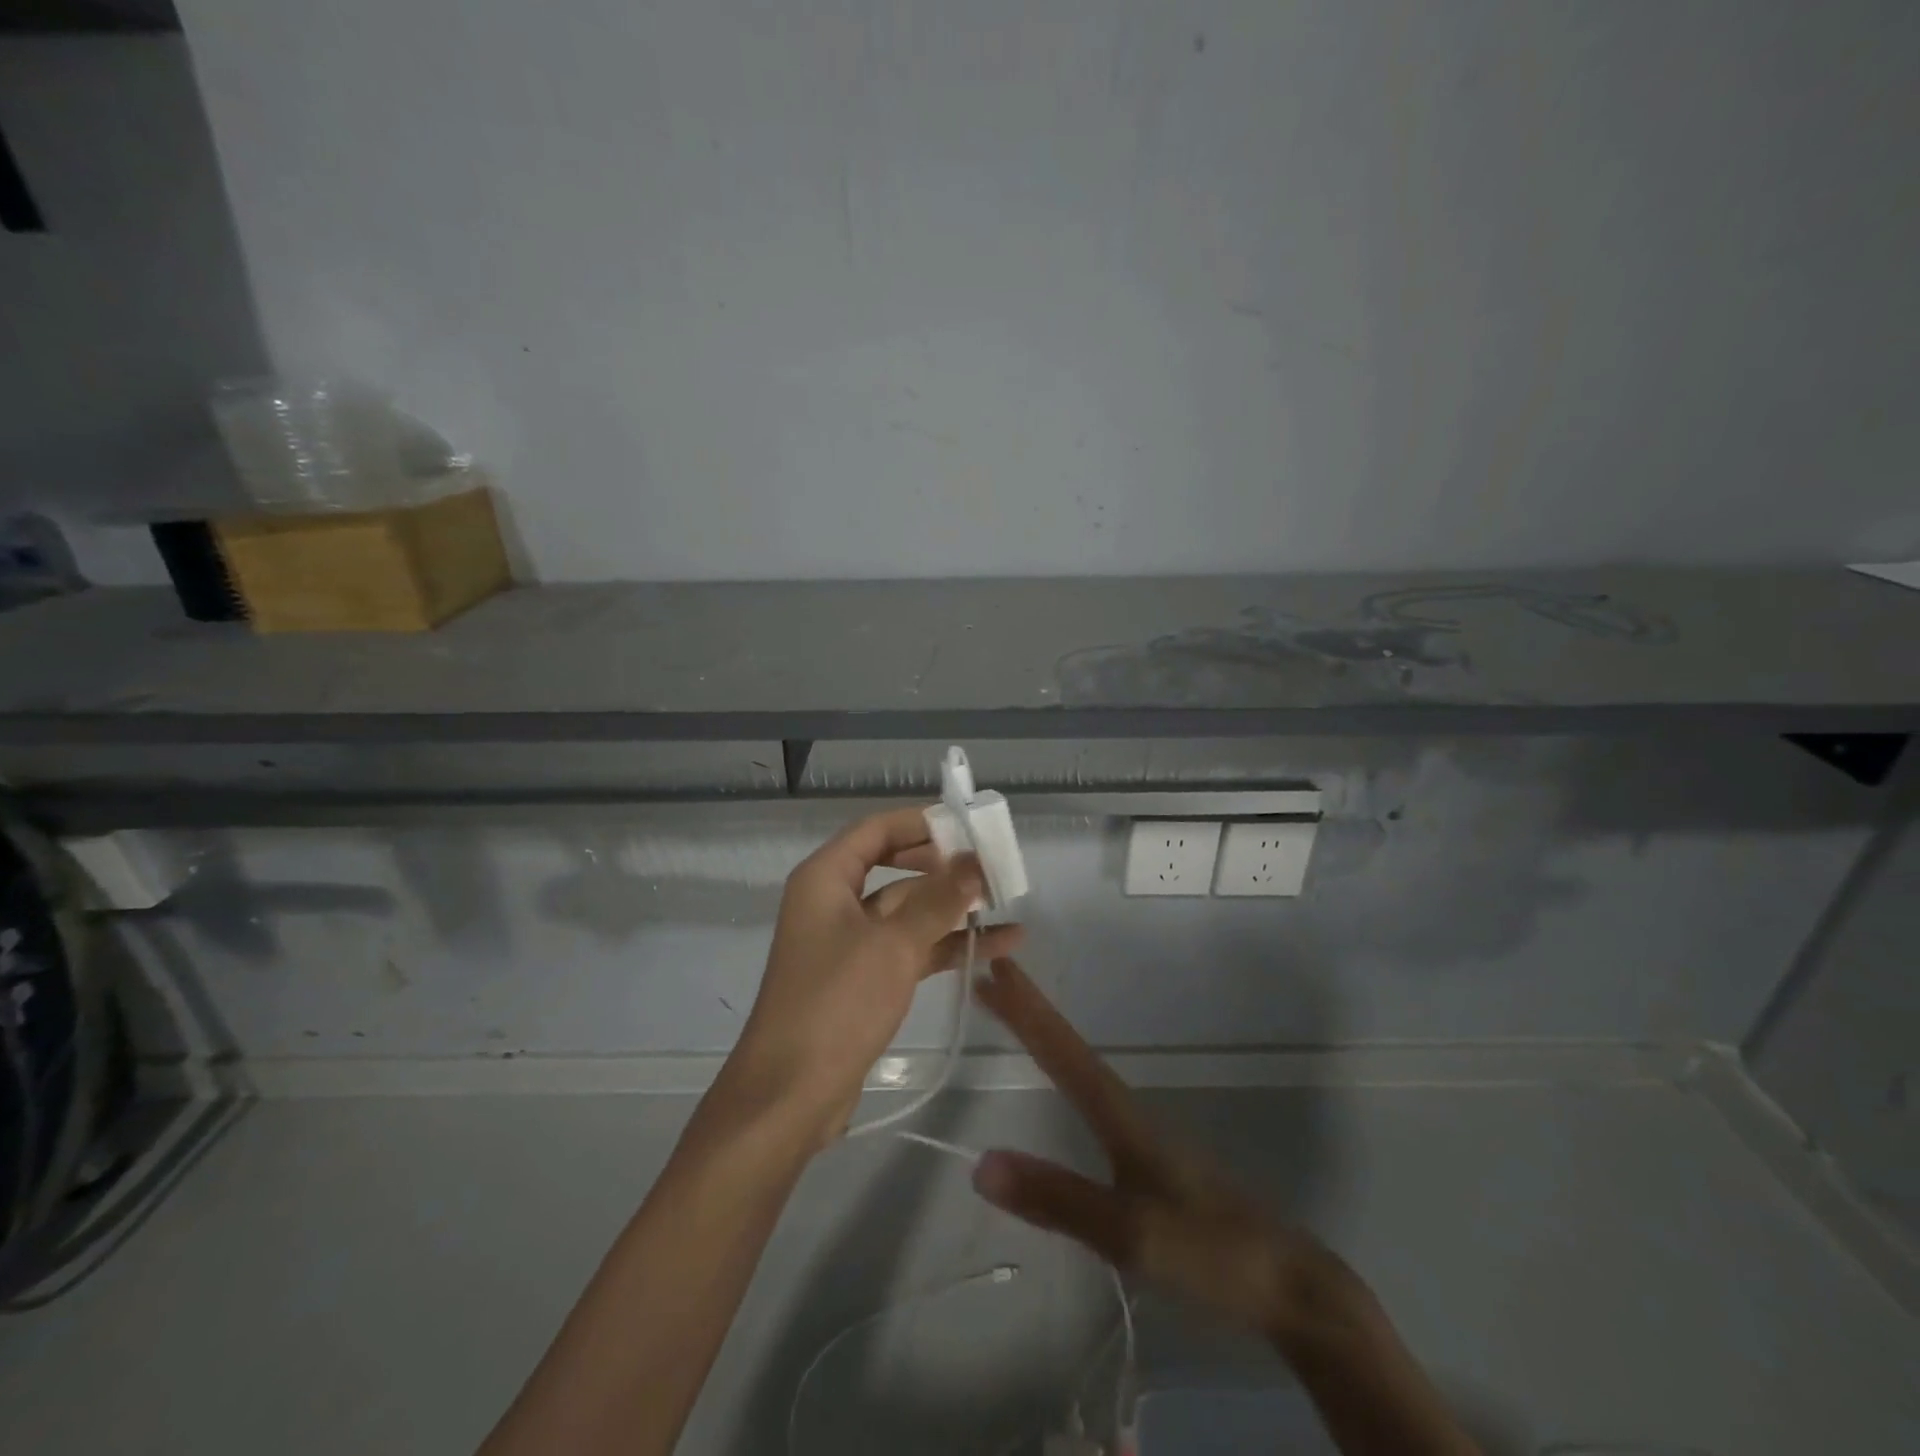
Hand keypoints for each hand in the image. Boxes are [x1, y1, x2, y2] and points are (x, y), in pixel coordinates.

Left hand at [725, 808, 1023, 1147]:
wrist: (792, 1094)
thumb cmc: (837, 1003)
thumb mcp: (894, 944)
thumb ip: (938, 899)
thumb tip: (975, 860)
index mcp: (826, 878)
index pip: (876, 830)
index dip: (921, 823)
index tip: (968, 826)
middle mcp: (835, 902)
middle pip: (896, 867)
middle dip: (944, 866)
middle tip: (992, 864)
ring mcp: (851, 942)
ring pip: (909, 910)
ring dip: (954, 908)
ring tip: (1007, 901)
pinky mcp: (865, 978)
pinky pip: (911, 947)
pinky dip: (948, 944)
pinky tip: (998, 946)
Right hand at [969, 958, 1360, 1352]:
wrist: (1288, 1286)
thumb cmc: (1210, 1252)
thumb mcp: (1130, 1233)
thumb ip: (1058, 1199)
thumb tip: (979, 1162)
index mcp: (1120, 1114)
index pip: (1062, 1049)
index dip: (1027, 1009)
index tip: (994, 970)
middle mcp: (1127, 1110)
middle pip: (1067, 1047)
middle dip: (1028, 1011)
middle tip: (989, 979)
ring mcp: (1141, 1133)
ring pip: (1080, 1066)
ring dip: (1042, 1033)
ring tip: (1012, 1012)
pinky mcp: (1149, 1158)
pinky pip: (1091, 1094)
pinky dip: (1062, 1068)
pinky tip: (1061, 1076)